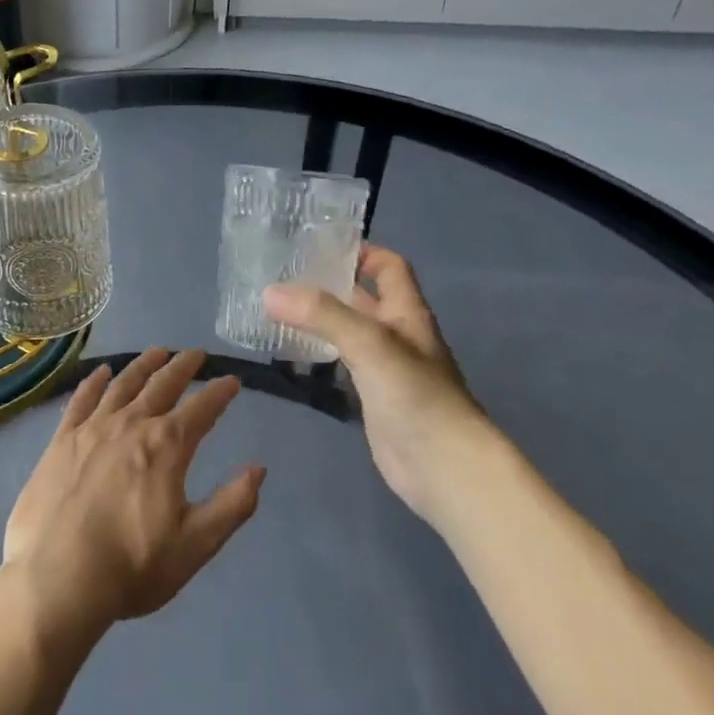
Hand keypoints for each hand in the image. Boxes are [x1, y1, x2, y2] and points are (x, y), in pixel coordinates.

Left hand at [1, 349, 264, 648]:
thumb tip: (259, 468)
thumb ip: (232, 505)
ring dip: (143, 365)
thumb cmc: (132, 566)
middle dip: (183, 366)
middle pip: (162, 385)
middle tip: (196, 353)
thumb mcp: (195, 544)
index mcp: (166, 447)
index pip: (202, 409)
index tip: (233, 380)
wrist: (56, 578)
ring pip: (123, 384)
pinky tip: (101, 372)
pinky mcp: (61, 440)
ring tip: (158, 351)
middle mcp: (131, 424)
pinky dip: (94, 382)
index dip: (220, 393)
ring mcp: (92, 428)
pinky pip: (81, 399)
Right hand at [264, 244, 485, 522]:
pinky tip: (291, 352)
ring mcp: (385, 367)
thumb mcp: (369, 342)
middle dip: (327, 284)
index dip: (360, 251)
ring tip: (275, 309)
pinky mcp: (372, 396)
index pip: (388, 266)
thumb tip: (269, 292)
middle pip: (363, 297)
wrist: (444, 467)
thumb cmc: (416, 395)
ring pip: (348, 330)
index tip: (317, 246)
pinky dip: (318, 352)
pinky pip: (341, 363)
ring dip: (318, 319)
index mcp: (406, 312)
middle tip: (281, 276)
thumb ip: (321, 314)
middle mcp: (397, 334)